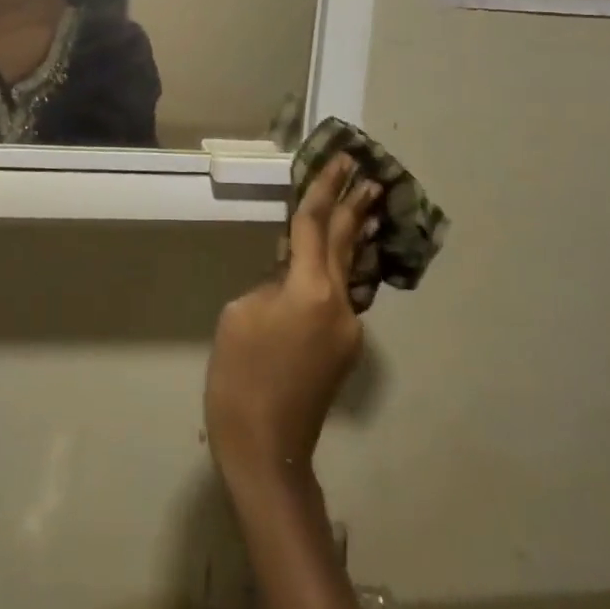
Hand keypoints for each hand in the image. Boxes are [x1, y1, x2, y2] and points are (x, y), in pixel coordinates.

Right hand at [205, 155, 380, 485]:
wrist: (266, 448)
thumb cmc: (240, 376)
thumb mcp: (240, 314)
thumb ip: (271, 284)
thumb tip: (289, 278)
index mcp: (309, 289)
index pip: (315, 225)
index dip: (324, 189)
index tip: (339, 160)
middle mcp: (339, 304)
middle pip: (346, 242)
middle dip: (355, 206)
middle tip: (369, 174)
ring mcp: (347, 329)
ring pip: (349, 270)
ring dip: (356, 235)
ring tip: (369, 206)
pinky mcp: (344, 349)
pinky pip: (342, 296)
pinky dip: (341, 268)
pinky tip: (339, 259)